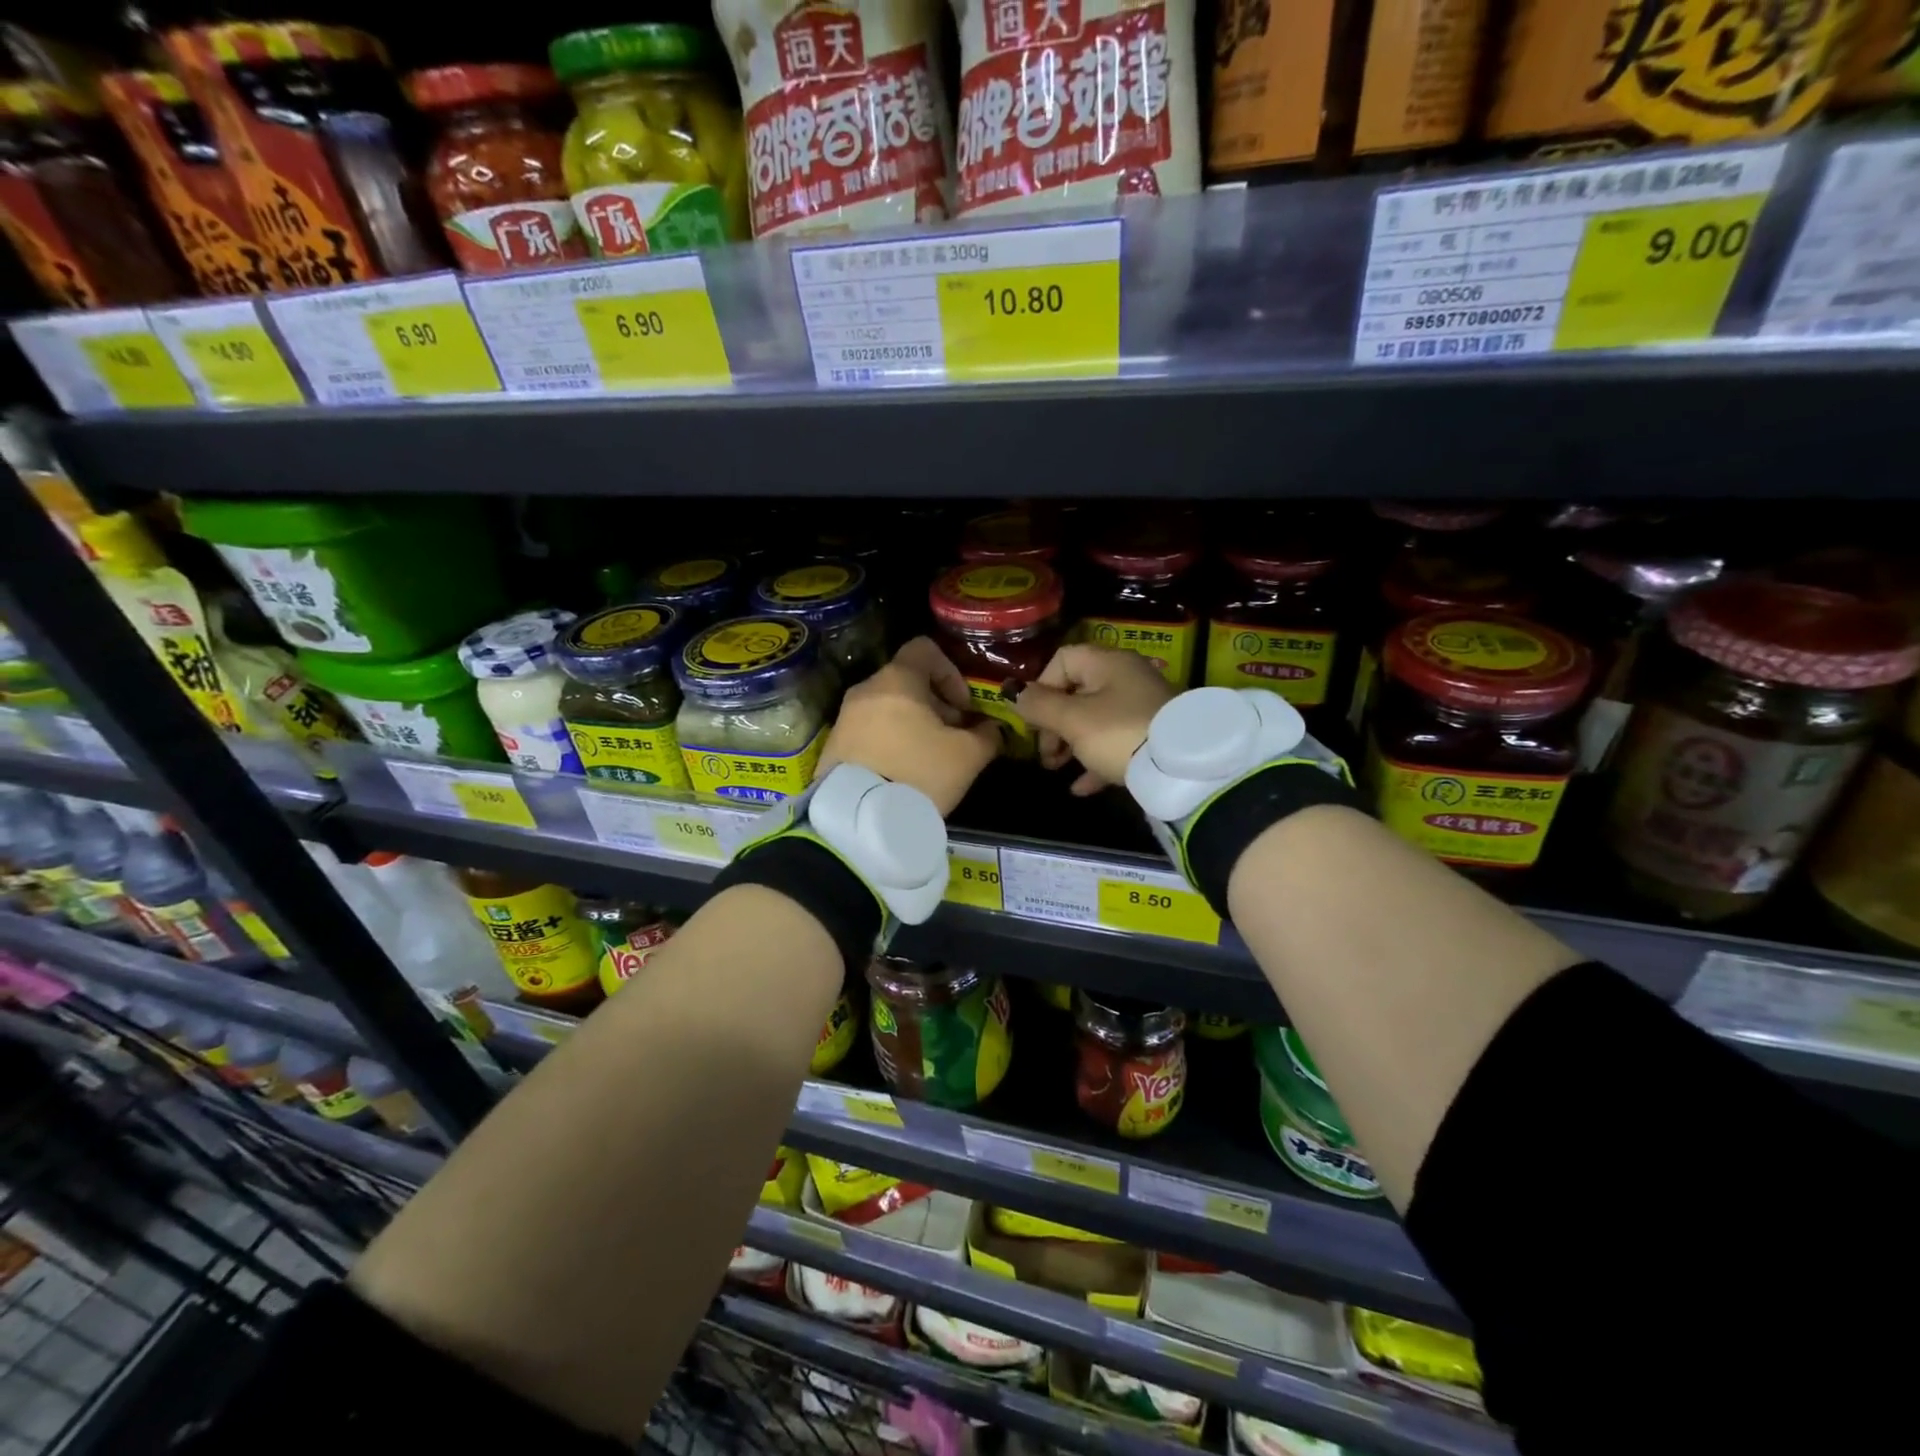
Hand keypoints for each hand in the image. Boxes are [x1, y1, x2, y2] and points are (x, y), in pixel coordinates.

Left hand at [819, 638, 1001, 814]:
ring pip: (887, 707)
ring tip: (928, 758)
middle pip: (906, 681)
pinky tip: (902, 772)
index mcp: (897, 680)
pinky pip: (869, 731)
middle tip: (952, 737)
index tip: (962, 707)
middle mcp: (865, 690)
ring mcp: (844, 718)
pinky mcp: (833, 746)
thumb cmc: (919, 774)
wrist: (859, 819)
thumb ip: (987, 735)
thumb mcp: (968, 757)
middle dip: (935, 704)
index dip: (951, 672)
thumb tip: (993, 729)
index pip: (925, 649)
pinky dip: (889, 741)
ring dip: (912, 724)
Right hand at [1013, 646, 1176, 794]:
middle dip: (1053, 723)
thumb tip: (1012, 692)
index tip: (1034, 718)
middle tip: (1045, 752)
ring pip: (1095, 720)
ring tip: (1057, 768)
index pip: (1062, 660)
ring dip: (1070, 744)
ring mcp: (1142, 708)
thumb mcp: (1072, 720)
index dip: (1041, 687)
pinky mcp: (1153, 737)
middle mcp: (1126, 678)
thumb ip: (1039, 706)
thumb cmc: (1119, 734)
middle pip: (1077, 693)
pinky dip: (1095, 761)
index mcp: (1107, 663)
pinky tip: (1081, 788)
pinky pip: (1115, 744)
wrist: (1183, 768)